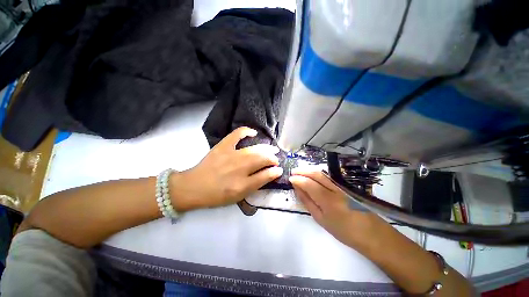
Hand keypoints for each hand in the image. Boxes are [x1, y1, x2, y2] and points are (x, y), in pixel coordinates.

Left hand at [171, 127, 282, 210]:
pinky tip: (253, 133)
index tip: (279, 170)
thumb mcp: (238, 197)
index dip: (275, 172)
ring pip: (255, 150)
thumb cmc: (217, 195)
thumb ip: (256, 185)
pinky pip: (237, 134)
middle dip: (272, 159)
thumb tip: (272, 174)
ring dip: (266, 149)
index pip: (265, 176)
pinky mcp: (223, 146)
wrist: (194, 187)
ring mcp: (231, 155)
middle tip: (276, 159)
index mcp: (242, 185)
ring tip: (272, 149)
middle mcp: (239, 169)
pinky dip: (246, 131)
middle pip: (262, 160)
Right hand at [289, 168, 379, 248]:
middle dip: (303, 171)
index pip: (309, 184)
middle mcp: (335, 189)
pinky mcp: (345, 186)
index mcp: (328, 200)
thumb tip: (298, 189)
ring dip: (309, 170)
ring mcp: (342, 186)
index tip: (290, 178)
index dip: (298, 179)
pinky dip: (317, 173)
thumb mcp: (321, 219)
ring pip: (322, 173)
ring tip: (300, 171)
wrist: (371, 233)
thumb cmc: (343, 231)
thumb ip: (308, 202)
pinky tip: (312, 175)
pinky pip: (328, 177)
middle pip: (316, 174)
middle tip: (293, 171)